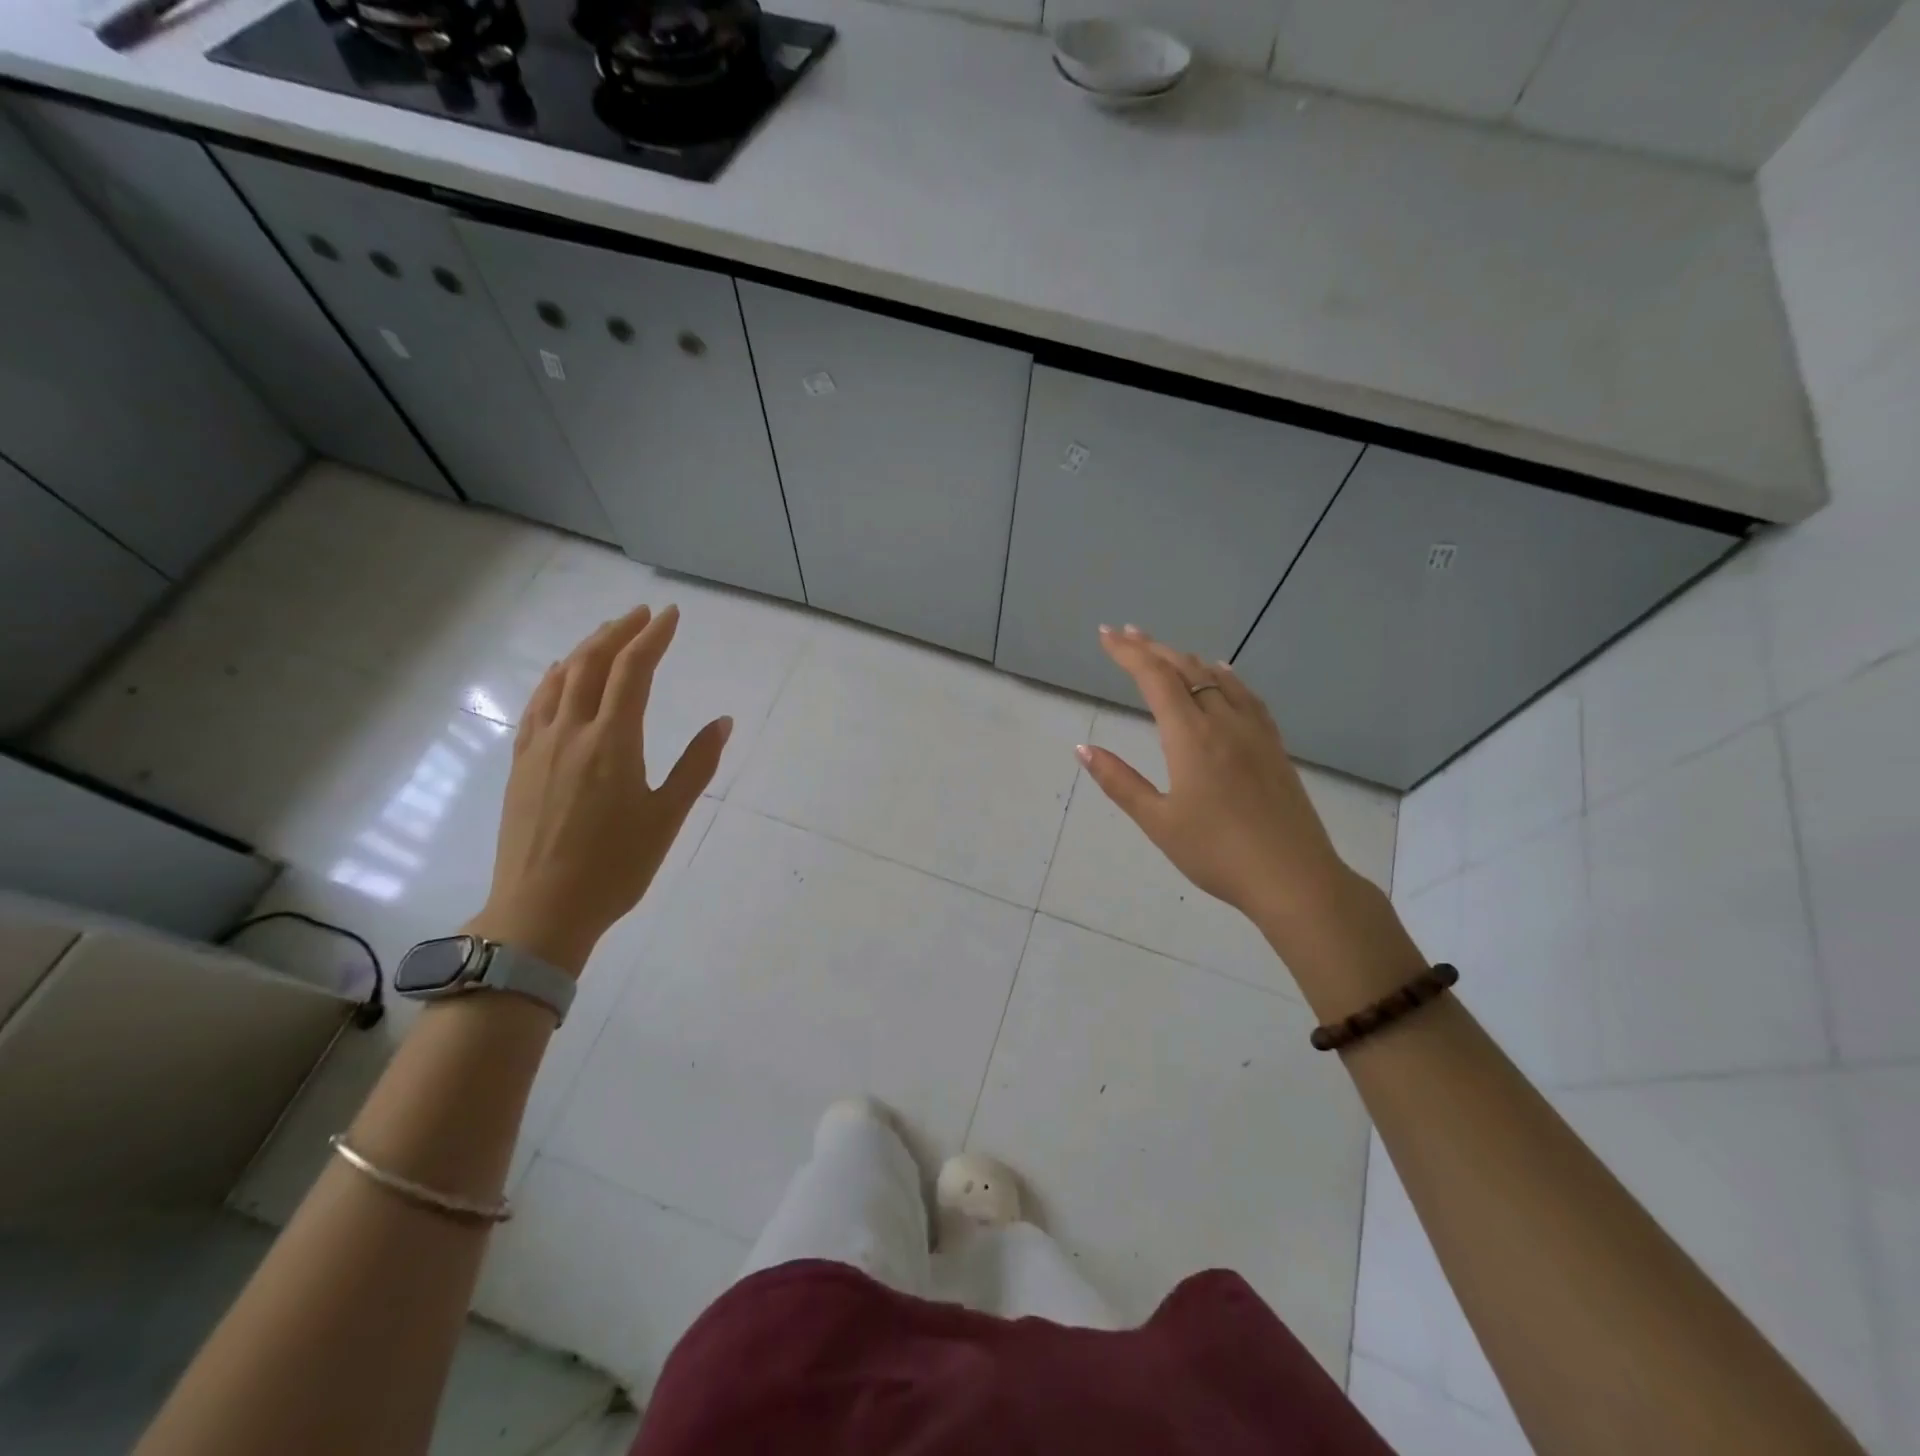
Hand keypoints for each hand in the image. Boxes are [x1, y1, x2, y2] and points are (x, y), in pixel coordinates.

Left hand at [468, 604, 729, 975]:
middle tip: (642, 614)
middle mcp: (572, 732)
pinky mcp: (521, 764)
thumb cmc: (615, 867)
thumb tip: (723, 721)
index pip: (633, 671)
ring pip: (560, 679)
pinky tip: (560, 675)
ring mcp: (540, 746)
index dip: (653, 637)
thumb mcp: (667, 818)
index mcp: (612, 742)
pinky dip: (553, 678)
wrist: (541, 910)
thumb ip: (696, 765)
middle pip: (592, 664)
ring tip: (607, 634)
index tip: (670, 615)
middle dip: (619, 632)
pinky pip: (536, 705)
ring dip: (586, 648)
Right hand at [1077, 625, 1352, 932]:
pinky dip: (1224, 675)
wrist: (1293, 877)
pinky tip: (1222, 674)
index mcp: (1191, 736)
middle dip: (1152, 647)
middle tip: (1126, 633)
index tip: (1106, 635)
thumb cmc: (1217, 853)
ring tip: (1164, 651)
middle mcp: (1223, 721)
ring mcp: (1254, 730)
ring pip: (1217, 677)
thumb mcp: (1158, 822)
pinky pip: (1245, 694)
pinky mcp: (1274, 745)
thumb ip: (1119, 781)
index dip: (1128, 653)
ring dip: (1185, 658)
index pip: (1154, 678)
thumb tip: (1083, 749)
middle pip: (1185, 668)